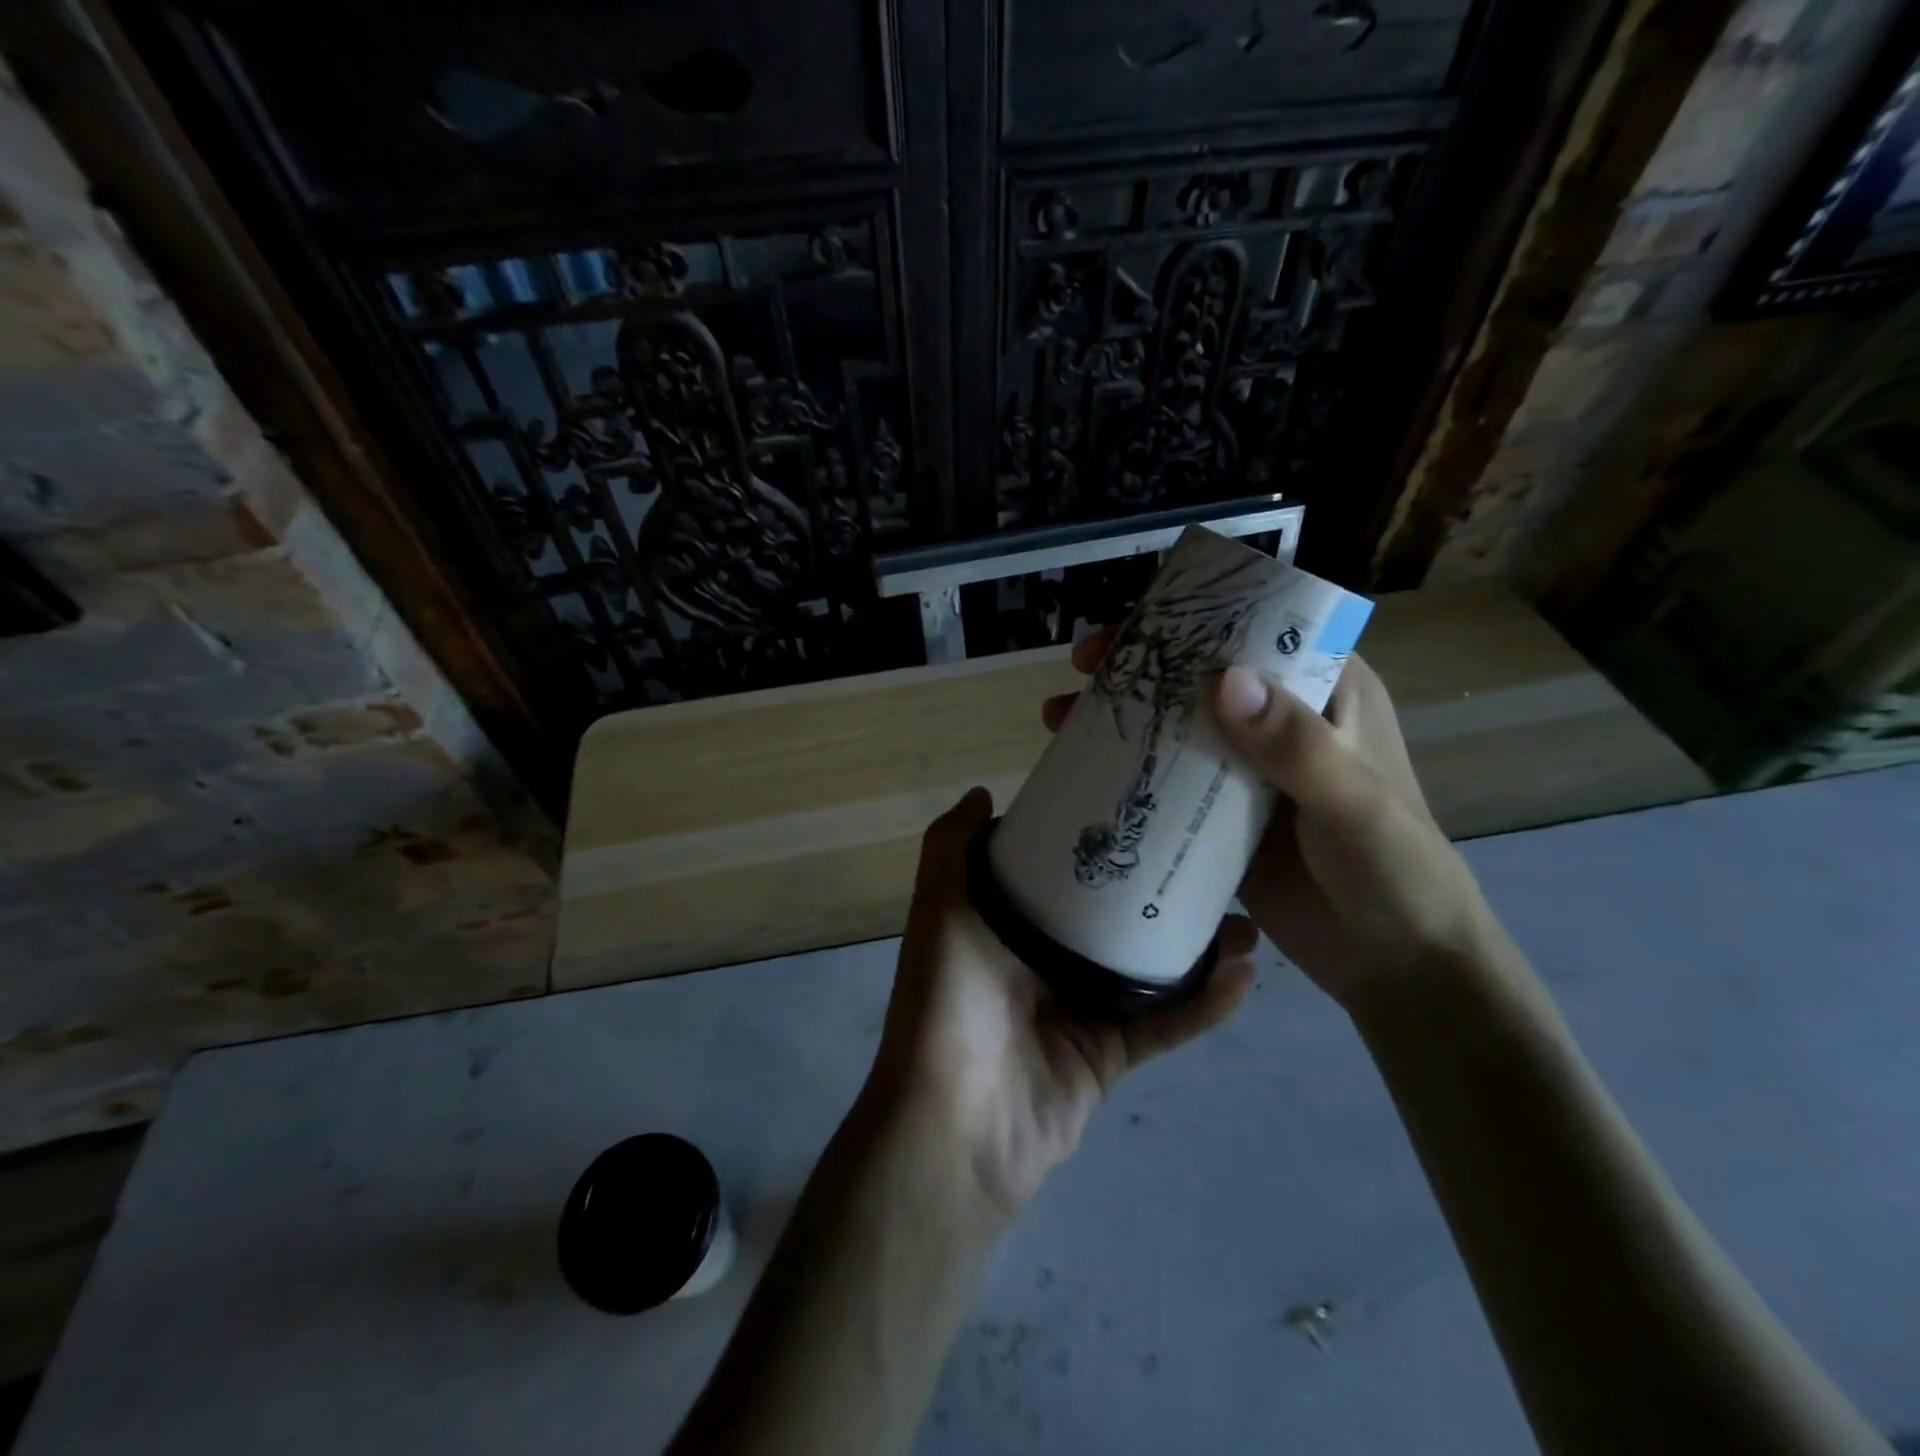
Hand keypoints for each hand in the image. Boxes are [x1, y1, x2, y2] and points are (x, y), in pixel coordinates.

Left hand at [869, 787, 1254, 1220]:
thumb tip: (982, 792)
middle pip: (1110, 916)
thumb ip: (950, 848)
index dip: (1093, 838)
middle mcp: (1043, 959)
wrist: (957, 1126)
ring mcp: (1078, 1008)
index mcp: (1006, 922)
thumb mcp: (940, 912)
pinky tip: (1244, 977)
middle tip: (1208, 858)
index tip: (1139, 808)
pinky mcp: (1108, 1055)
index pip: (1056, 870)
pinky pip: (1164, 1024)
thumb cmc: (949, 1002)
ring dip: (1194, 946)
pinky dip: (1203, 1005)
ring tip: (1244, 918)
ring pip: (1147, 967)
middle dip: (1156, 889)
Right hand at [1044, 634, 1490, 1011]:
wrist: (1396, 962)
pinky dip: (1127, 773)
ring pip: (1175, 726)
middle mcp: (1282, 719)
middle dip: (1138, 668)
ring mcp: (1247, 769)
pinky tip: (1081, 773)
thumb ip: (1294, 745)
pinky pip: (1168, 782)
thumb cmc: (1396, 870)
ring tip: (1058, 718)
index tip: (1130, 630)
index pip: (1254, 631)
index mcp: (1327, 692)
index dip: (1190, 621)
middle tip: (1081, 669)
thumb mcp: (1354, 802)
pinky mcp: (1221, 815)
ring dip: (1121, 718)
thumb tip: (1220, 680)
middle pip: (1200, 675)